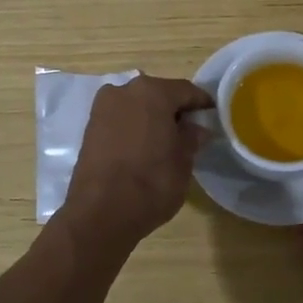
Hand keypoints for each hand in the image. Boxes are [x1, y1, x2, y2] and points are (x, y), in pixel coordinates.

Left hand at [63, 74, 213, 244]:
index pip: (186, 90)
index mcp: (153, 91)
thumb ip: (191, 137)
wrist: (100, 213)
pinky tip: (143, 147)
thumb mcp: (183, 161)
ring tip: (165, 141)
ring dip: (151, 117)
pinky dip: (133, 127)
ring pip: (137, 105)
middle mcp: (125, 90)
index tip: (212, 116)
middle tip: (189, 130)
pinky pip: (120, 119)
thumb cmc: (152, 182)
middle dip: (174, 109)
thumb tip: (195, 128)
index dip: (202, 104)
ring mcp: (103, 107)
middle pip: (158, 94)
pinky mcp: (89, 127)